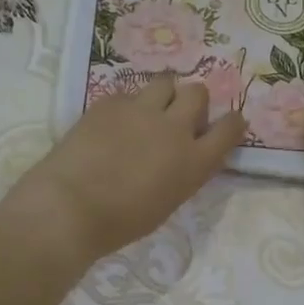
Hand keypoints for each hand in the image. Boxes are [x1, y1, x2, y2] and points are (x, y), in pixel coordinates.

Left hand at [0, 75, 243, 268]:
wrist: (70, 207)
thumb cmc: (120, 222)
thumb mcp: (167, 202)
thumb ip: (182, 173)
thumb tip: (181, 157)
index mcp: (194, 162)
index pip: (230, 128)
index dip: (232, 122)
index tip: (228, 122)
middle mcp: (174, 129)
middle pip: (198, 93)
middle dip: (192, 101)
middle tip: (178, 116)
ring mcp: (142, 111)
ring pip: (165, 82)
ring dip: (163, 94)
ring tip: (148, 110)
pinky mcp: (110, 102)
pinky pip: (128, 93)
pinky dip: (127, 105)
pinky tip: (112, 123)